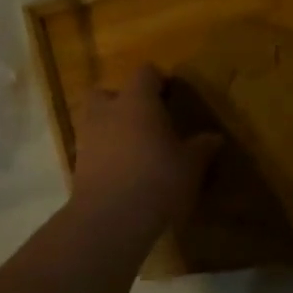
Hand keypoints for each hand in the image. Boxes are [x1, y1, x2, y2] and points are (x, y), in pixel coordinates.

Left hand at [71, 65, 219, 233]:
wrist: (110, 219)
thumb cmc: (157, 179)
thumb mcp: (190, 166)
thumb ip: (201, 148)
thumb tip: (215, 138)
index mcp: (137, 101)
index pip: (144, 73)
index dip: (157, 81)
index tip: (170, 95)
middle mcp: (107, 112)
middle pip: (106, 92)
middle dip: (122, 101)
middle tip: (144, 119)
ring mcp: (87, 137)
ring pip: (95, 120)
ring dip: (111, 128)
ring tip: (134, 148)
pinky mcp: (77, 165)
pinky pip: (92, 148)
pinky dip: (104, 154)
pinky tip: (123, 171)